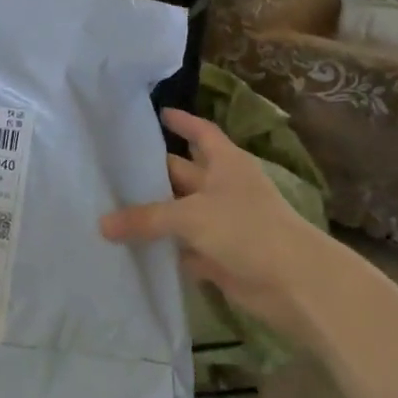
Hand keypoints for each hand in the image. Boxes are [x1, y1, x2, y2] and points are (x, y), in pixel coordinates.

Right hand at [99, 108, 331, 329]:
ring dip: (153, 213)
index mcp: (226, 163)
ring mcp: (222, 223)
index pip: (201, 133)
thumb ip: (146, 218)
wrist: (295, 284)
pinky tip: (130, 247)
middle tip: (112, 167)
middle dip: (152, 171)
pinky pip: (182, 247)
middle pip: (182, 173)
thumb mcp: (191, 216)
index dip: (182, 122)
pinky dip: (162, 248)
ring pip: (179, 213)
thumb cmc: (247, 229)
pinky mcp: (218, 256)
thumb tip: (102, 224)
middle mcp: (223, 188)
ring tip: (110, 205)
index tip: (157, 114)